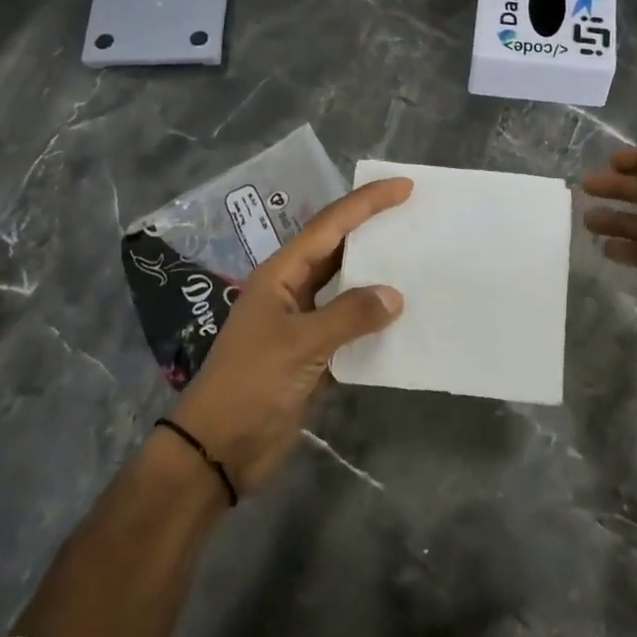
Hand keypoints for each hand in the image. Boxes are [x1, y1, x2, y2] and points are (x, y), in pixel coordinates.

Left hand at [170, 177, 411, 493]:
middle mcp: (293, 290)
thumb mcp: (300, 344)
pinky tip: (403, 317)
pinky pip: (350, 324)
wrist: (219, 449)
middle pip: (338, 249)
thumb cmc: (251, 384)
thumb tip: (395, 295)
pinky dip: (374, 319)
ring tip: (417, 259)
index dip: (366, 203)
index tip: (403, 187)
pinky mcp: (313, 354)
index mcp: (281, 274)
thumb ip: (349, 316)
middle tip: (415, 215)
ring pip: (346, 286)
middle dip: (373, 229)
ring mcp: (302, 322)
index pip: (330, 226)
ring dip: (377, 274)